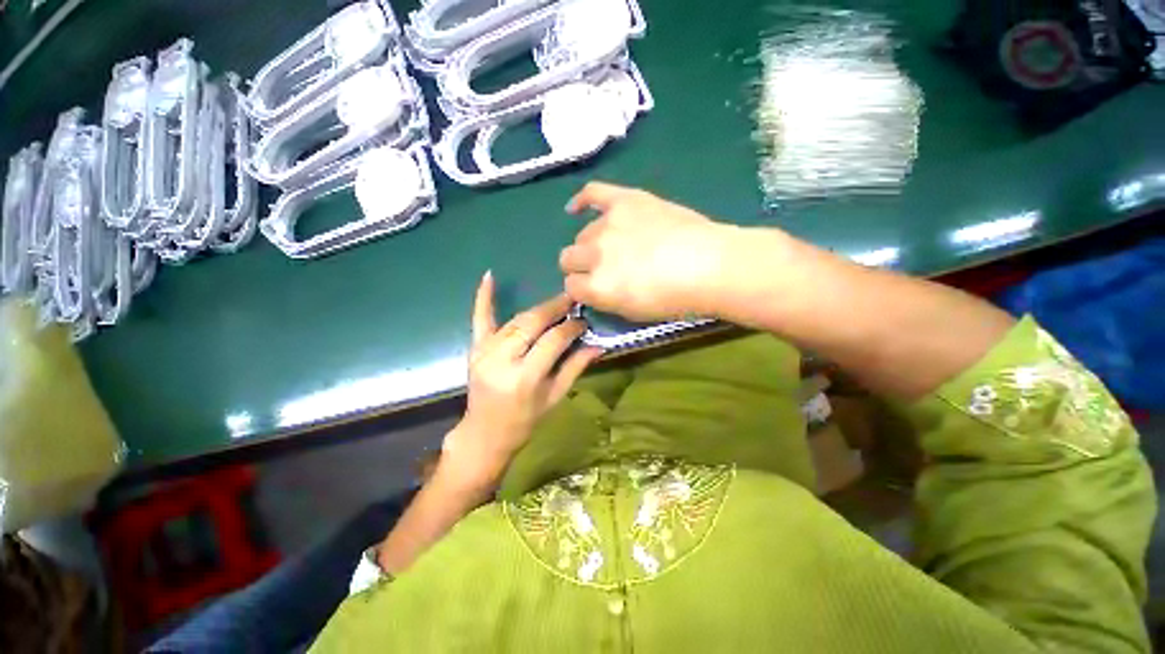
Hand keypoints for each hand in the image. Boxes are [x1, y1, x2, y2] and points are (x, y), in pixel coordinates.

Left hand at [442, 271, 601, 486]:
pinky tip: (489, 276)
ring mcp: (485, 352)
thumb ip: (575, 367)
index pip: (553, 340)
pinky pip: (479, 319)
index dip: (572, 327)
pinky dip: (483, 297)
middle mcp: (502, 360)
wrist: (485, 433)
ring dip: (538, 308)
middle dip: (556, 308)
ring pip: (516, 320)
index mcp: (525, 377)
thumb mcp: (554, 397)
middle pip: (532, 324)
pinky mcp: (475, 348)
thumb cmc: (525, 421)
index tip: (584, 321)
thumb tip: (598, 345)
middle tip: (573, 300)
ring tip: (557, 302)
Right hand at [559, 182, 738, 320]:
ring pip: (582, 234)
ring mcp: (608, 225)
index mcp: (597, 287)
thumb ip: (603, 299)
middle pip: (568, 258)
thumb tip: (590, 286)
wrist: (710, 266)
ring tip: (616, 246)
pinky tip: (576, 207)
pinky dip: (582, 200)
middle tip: (604, 268)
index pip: (570, 287)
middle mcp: (594, 255)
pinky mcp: (624, 201)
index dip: (581, 289)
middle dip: (581, 266)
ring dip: (592, 243)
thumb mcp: (632, 313)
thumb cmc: (676, 299)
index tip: (593, 288)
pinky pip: (593, 193)